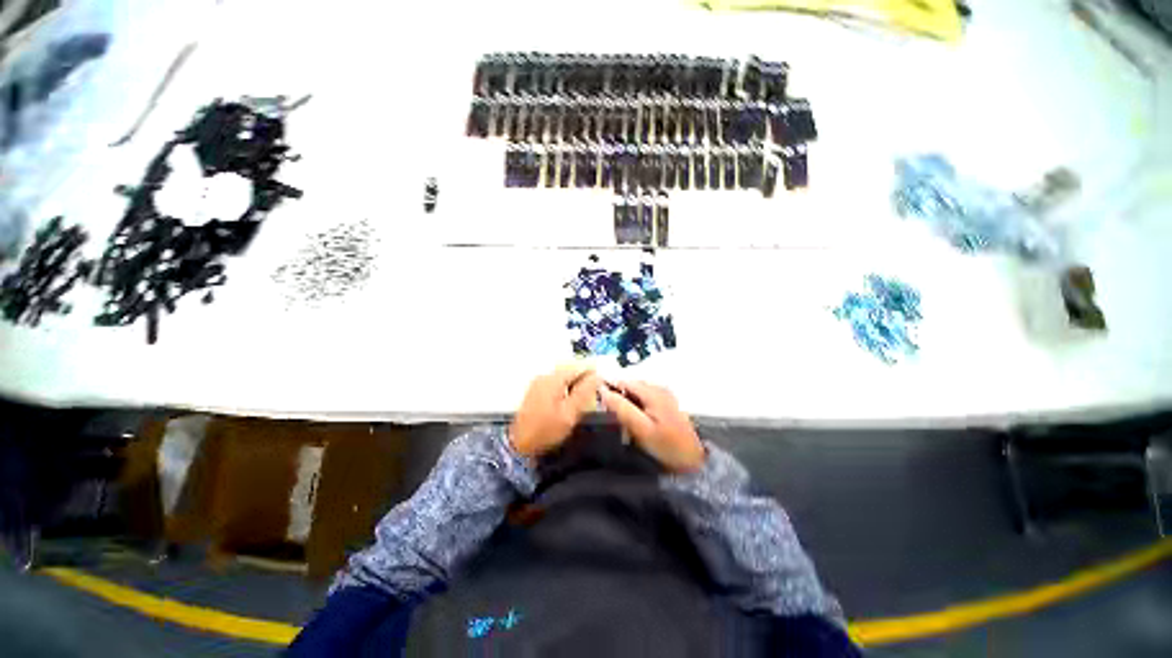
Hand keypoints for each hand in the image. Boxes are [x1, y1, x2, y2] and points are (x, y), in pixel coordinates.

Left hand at [510, 366, 601, 458]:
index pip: (578, 366)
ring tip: (584, 399)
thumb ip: (584, 392)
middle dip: (584, 378)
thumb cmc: (546, 431)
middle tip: (594, 393)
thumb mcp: (570, 413)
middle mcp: (545, 376)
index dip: (593, 372)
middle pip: (570, 370)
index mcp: (553, 379)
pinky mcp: (536, 391)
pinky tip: (570, 402)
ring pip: (563, 377)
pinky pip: (556, 384)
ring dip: (575, 384)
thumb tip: (597, 376)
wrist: (518, 445)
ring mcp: (538, 383)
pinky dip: (566, 389)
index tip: (603, 382)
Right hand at [600, 381, 704, 472]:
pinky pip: (646, 400)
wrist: (693, 462)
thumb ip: (622, 408)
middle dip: (619, 396)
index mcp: (653, 391)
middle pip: (631, 386)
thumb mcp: (641, 429)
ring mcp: (665, 396)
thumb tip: (603, 391)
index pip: (624, 382)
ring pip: (638, 393)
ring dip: (628, 402)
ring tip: (623, 420)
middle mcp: (660, 388)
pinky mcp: (668, 406)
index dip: (610, 389)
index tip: (599, 403)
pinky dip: (637, 407)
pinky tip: (637, 421)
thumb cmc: (666, 446)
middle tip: (611, 415)